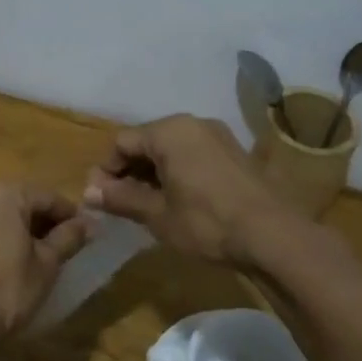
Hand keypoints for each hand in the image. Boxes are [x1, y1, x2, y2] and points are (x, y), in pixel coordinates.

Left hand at [0, 182, 91, 354]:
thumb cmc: (7, 290)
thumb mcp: (47, 264)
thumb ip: (69, 237)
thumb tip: (87, 224)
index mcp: (3, 193)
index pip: (47, 198)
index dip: (69, 216)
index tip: (84, 234)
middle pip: (17, 203)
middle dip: (39, 222)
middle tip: (58, 247)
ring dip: (12, 230)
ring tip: (29, 257)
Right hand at [82, 115, 289, 267]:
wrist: (273, 236)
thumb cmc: (206, 223)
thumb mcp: (157, 214)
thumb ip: (120, 198)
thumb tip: (88, 191)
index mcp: (169, 131)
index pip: (121, 142)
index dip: (105, 170)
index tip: (100, 199)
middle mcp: (193, 124)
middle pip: (147, 142)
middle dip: (129, 171)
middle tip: (120, 204)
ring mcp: (218, 136)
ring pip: (171, 149)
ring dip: (153, 174)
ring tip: (147, 206)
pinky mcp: (235, 153)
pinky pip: (193, 156)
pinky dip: (178, 173)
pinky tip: (178, 201)